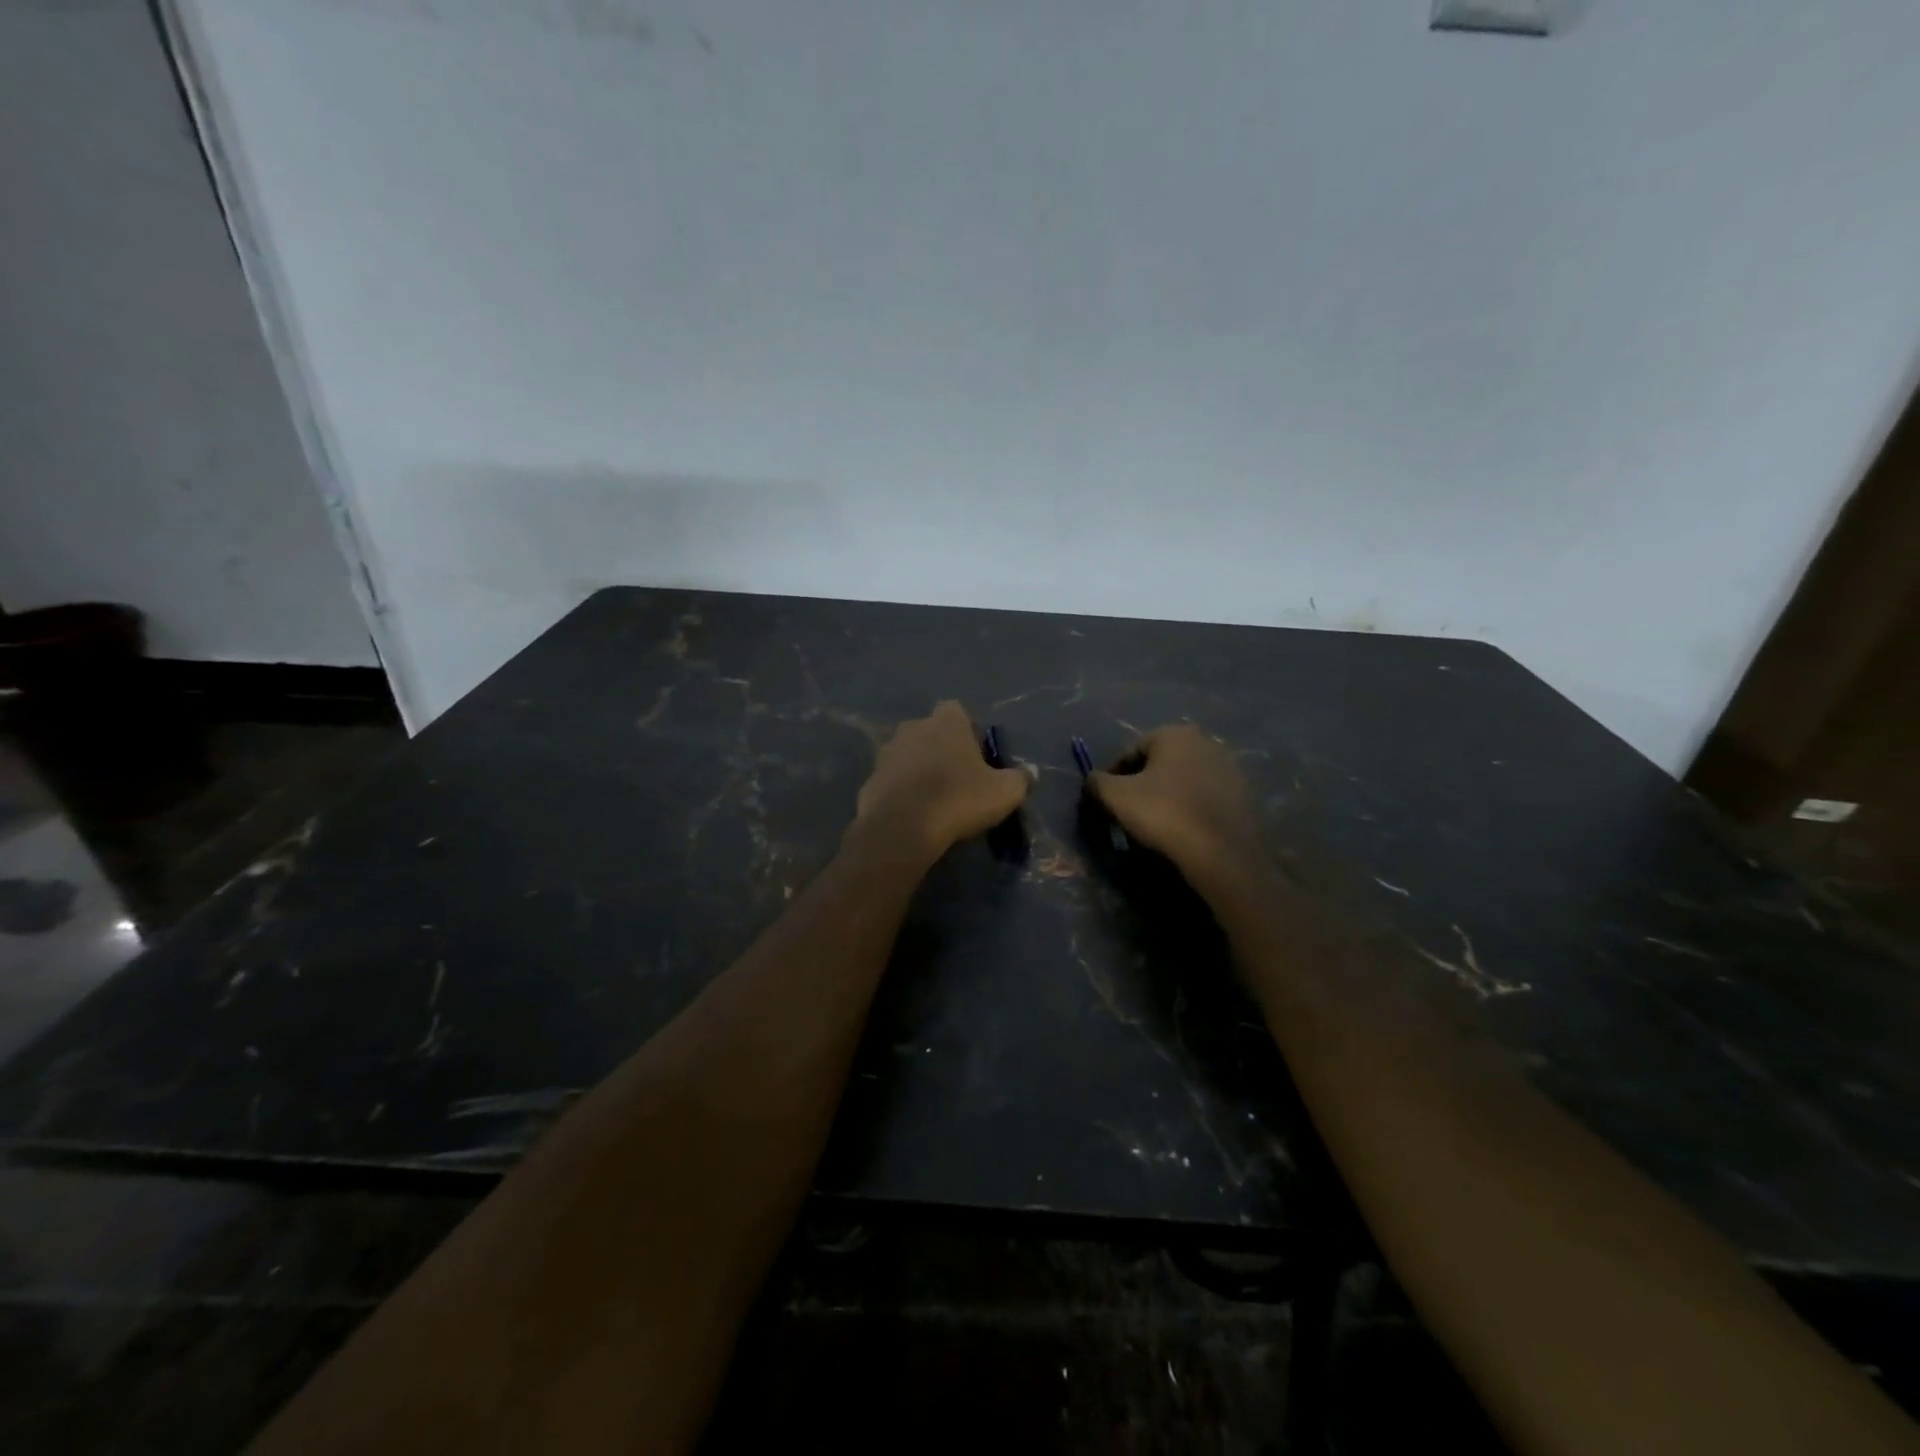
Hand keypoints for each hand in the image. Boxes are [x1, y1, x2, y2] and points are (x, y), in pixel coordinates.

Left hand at [853, 702, 1030, 860]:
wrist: (902, 828)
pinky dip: (901, 792)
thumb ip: (1020, 779)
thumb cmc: (959, 799)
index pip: (958, 711)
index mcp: (946, 722)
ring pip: (909, 755)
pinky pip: (892, 781)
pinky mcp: (870, 779)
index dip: (969, 731)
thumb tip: (1029, 775)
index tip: (978, 757)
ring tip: (934, 799)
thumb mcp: (1005, 792)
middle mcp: (913, 727)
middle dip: (942, 749)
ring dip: (919, 770)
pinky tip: (912, 815)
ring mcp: (887, 752)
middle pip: (931, 732)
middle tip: (958, 779)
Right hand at [1089, 725, 1261, 890]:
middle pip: (1161, 763)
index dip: (1113, 775)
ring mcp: (1231, 768)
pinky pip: (1206, 798)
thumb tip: (1092, 779)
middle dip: (1143, 783)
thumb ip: (1097, 782)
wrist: (1222, 853)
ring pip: (1185, 780)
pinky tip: (1184, 830)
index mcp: (1176, 734)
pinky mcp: (1246, 796)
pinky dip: (1191, 808)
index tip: (1106, 799)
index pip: (1132, 750)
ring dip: (1168, 795)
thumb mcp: (1116, 796)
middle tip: (1130, 811)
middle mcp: (1207, 742)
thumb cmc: (1164, 814)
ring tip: (1156, 824)